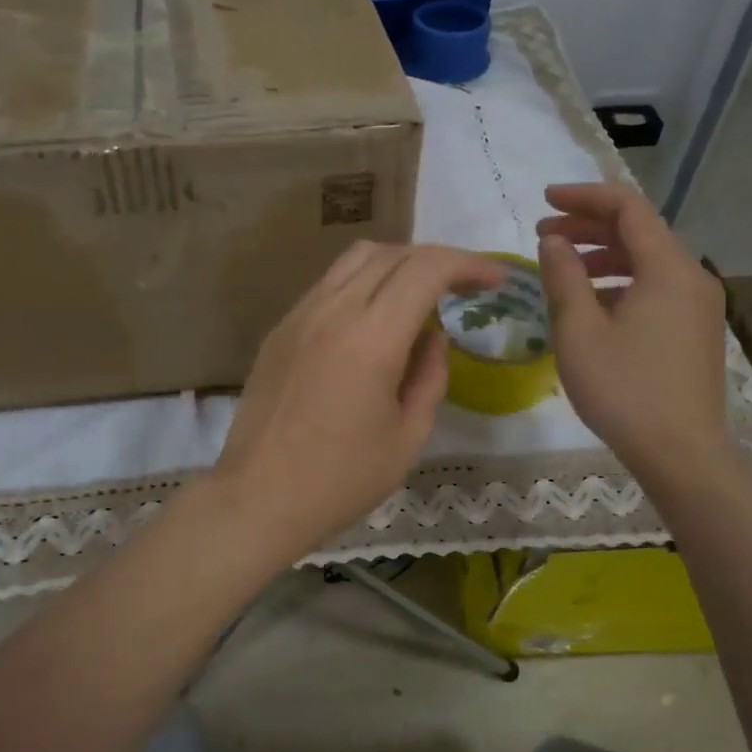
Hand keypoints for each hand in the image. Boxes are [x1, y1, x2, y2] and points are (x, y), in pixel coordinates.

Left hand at [211, 242, 507, 561]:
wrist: (257, 497)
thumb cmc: (340, 479)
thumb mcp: (407, 436)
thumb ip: (430, 376)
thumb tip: (433, 335)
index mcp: (370, 339)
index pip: (426, 269)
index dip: (468, 264)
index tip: (494, 280)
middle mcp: (332, 311)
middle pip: (391, 253)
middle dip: (437, 260)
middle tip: (463, 287)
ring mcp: (299, 315)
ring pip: (355, 260)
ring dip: (397, 264)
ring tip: (420, 296)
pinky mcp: (279, 329)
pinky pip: (328, 285)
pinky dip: (363, 284)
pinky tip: (373, 320)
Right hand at [535, 182, 731, 474]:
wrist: (681, 453)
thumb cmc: (623, 388)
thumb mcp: (578, 330)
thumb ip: (563, 276)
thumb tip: (554, 241)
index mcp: (668, 268)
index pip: (627, 208)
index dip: (584, 197)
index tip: (544, 201)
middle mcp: (691, 277)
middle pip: (640, 231)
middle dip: (589, 226)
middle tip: (543, 234)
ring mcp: (698, 305)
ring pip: (648, 261)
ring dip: (603, 255)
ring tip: (562, 267)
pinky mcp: (695, 330)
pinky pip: (656, 287)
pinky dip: (621, 281)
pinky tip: (592, 303)